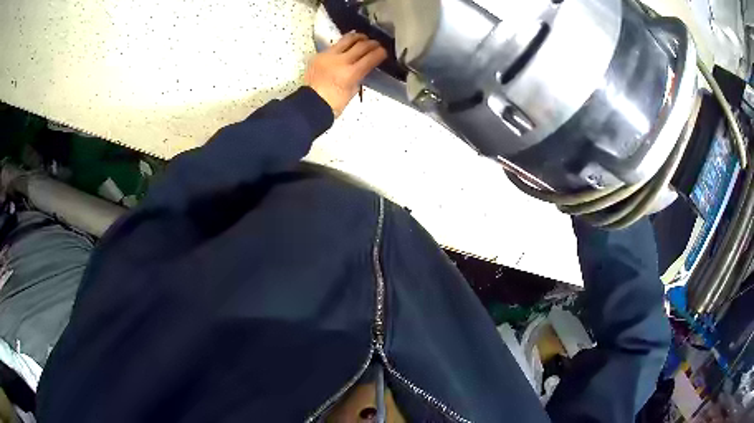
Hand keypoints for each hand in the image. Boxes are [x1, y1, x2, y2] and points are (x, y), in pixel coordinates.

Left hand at [305, 32, 387, 117]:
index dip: (380, 53)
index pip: (371, 58)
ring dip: (358, 37)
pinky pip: (335, 45)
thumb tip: (364, 66)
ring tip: (363, 38)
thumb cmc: (333, 103)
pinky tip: (347, 44)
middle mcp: (340, 61)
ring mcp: (329, 56)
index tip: (383, 51)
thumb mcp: (352, 91)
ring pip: (347, 39)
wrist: (310, 104)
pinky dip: (344, 43)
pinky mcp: (320, 55)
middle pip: (361, 45)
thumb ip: (359, 76)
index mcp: (351, 73)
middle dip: (372, 43)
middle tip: (376, 44)